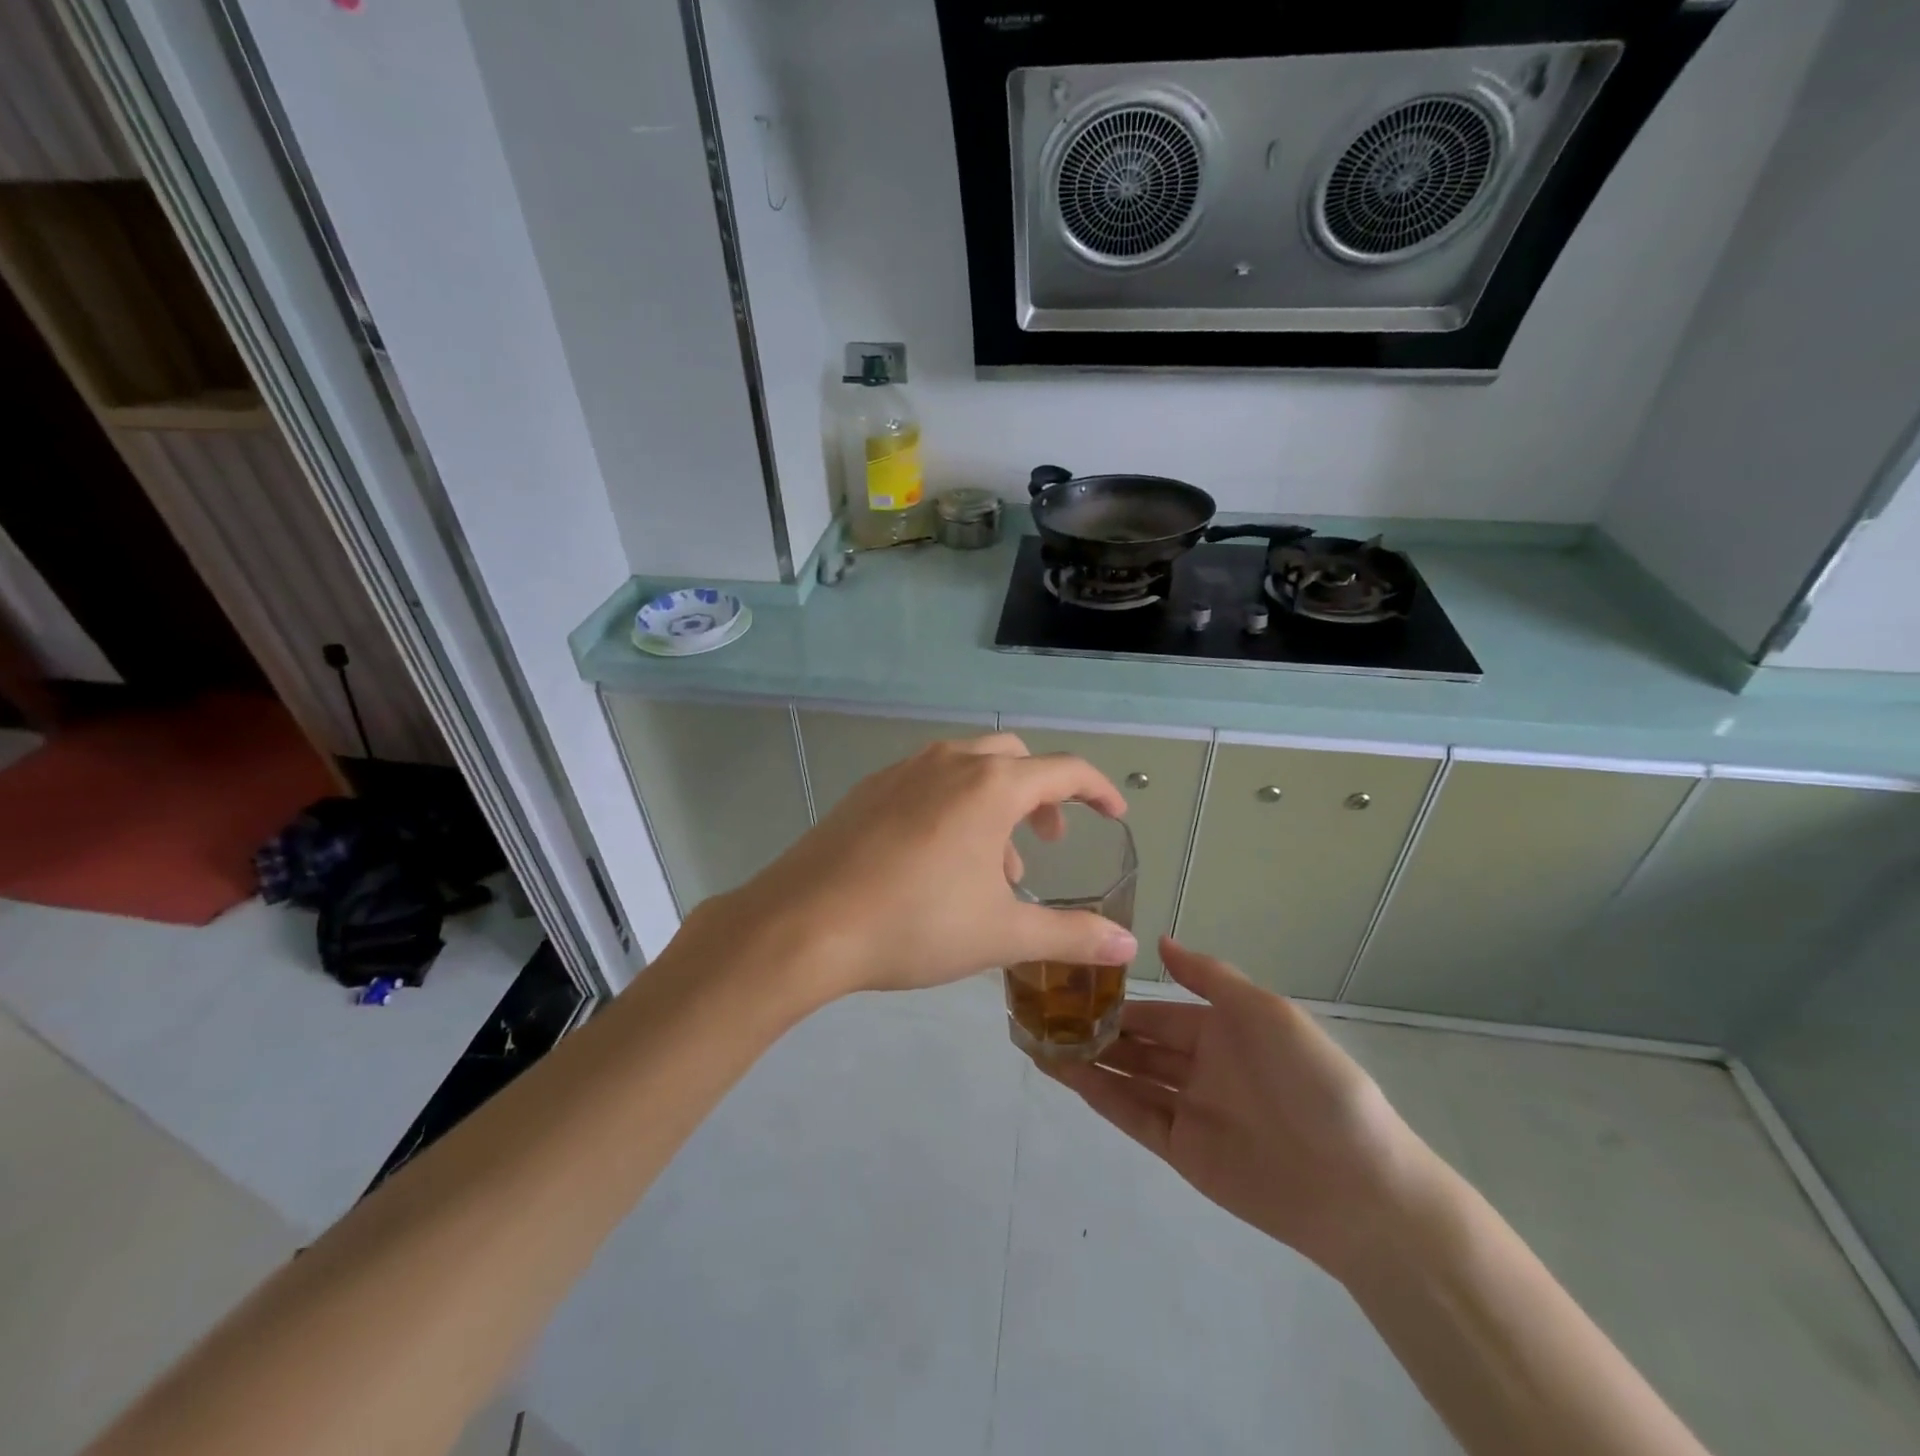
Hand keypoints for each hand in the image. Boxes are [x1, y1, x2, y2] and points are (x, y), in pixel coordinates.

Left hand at [690, 734, 1138, 1003]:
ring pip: (968, 769)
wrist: (803, 925)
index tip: (1114, 816)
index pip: (1064, 770)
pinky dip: (953, 806)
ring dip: (995, 806)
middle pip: (1014, 760)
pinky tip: (937, 861)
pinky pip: (928, 782)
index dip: (1098, 791)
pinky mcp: (868, 789)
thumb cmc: (915, 924)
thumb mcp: (1002, 934)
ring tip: (991, 869)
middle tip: (1048, 844)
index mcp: (990, 785)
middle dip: (1042, 796)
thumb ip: (1072, 935)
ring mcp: (903, 771)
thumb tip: (1128, 945)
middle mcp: (949, 762)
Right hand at [1043, 937, 1438, 1277]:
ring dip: (1088, 1059)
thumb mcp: (1268, 1012)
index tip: (1072, 982)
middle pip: (1136, 1043)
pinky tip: (1067, 1074)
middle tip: (1043, 1012)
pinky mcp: (1182, 1151)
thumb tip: (1159, 941)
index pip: (1156, 1010)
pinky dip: (1100, 1095)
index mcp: (1222, 1030)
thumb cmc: (1315, 1082)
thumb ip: (1210, 977)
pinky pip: (1133, 1115)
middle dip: (1095, 1028)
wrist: (1359, 1185)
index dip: (1117, 998)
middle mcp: (1200, 1066)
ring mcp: (1189, 1109)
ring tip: (1040, 1040)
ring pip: (1127, 1077)